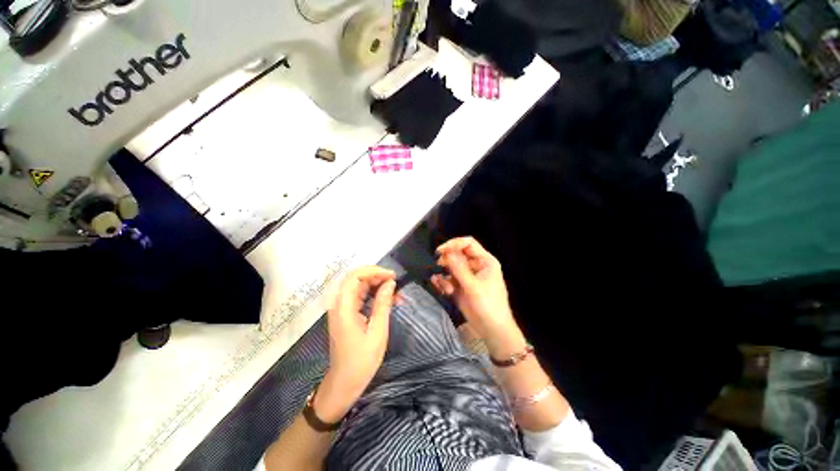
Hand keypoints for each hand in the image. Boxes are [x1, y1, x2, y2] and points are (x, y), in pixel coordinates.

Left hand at [317, 266, 395, 422]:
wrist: (344, 384)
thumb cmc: (361, 361)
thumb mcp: (377, 332)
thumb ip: (383, 304)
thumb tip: (390, 283)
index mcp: (343, 308)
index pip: (354, 277)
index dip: (373, 271)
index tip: (392, 276)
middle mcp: (340, 304)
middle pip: (357, 280)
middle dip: (377, 277)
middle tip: (396, 284)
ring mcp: (343, 309)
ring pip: (360, 288)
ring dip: (378, 286)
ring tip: (397, 293)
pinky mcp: (347, 315)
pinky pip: (361, 298)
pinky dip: (375, 296)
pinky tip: (389, 301)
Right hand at [432, 237, 525, 356]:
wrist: (492, 330)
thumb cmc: (488, 306)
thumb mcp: (473, 286)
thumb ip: (459, 269)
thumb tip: (446, 253)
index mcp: (484, 261)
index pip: (468, 243)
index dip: (453, 244)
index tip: (440, 251)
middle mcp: (475, 265)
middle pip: (457, 254)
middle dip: (447, 262)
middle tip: (440, 270)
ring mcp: (467, 276)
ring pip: (450, 267)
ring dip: (445, 275)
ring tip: (447, 289)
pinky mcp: (460, 286)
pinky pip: (448, 278)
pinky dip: (443, 283)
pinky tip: (444, 291)